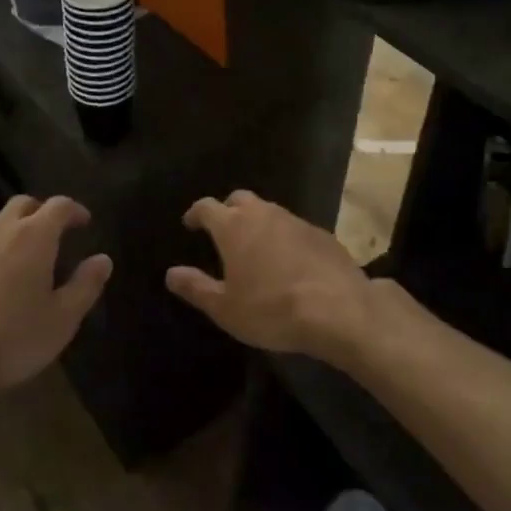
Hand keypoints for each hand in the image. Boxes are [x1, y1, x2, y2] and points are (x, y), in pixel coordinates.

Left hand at [0, 194, 111, 399]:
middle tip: (55, 232)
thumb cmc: (14, 338)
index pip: (58, 206)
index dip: (74, 210)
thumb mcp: (63, 318)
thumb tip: (103, 259)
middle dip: (41, 211)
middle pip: (22, 204)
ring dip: (14, 230)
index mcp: (33, 237)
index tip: (84, 222)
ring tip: (24, 257)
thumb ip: (86, 285)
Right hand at [166, 191, 374, 361]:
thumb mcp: (225, 308)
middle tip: (223, 230)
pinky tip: (289, 260)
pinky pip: (294, 228)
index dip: (196, 213)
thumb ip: (196, 288)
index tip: (190, 223)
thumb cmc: (272, 309)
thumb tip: (171, 273)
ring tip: (255, 246)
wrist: (339, 310)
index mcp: (233, 227)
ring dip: (258, 222)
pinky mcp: (322, 234)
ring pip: (269, 211)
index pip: (207, 207)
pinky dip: (284, 237)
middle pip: (239, 199)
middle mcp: (263, 214)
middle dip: (228, 209)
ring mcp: (295, 221)